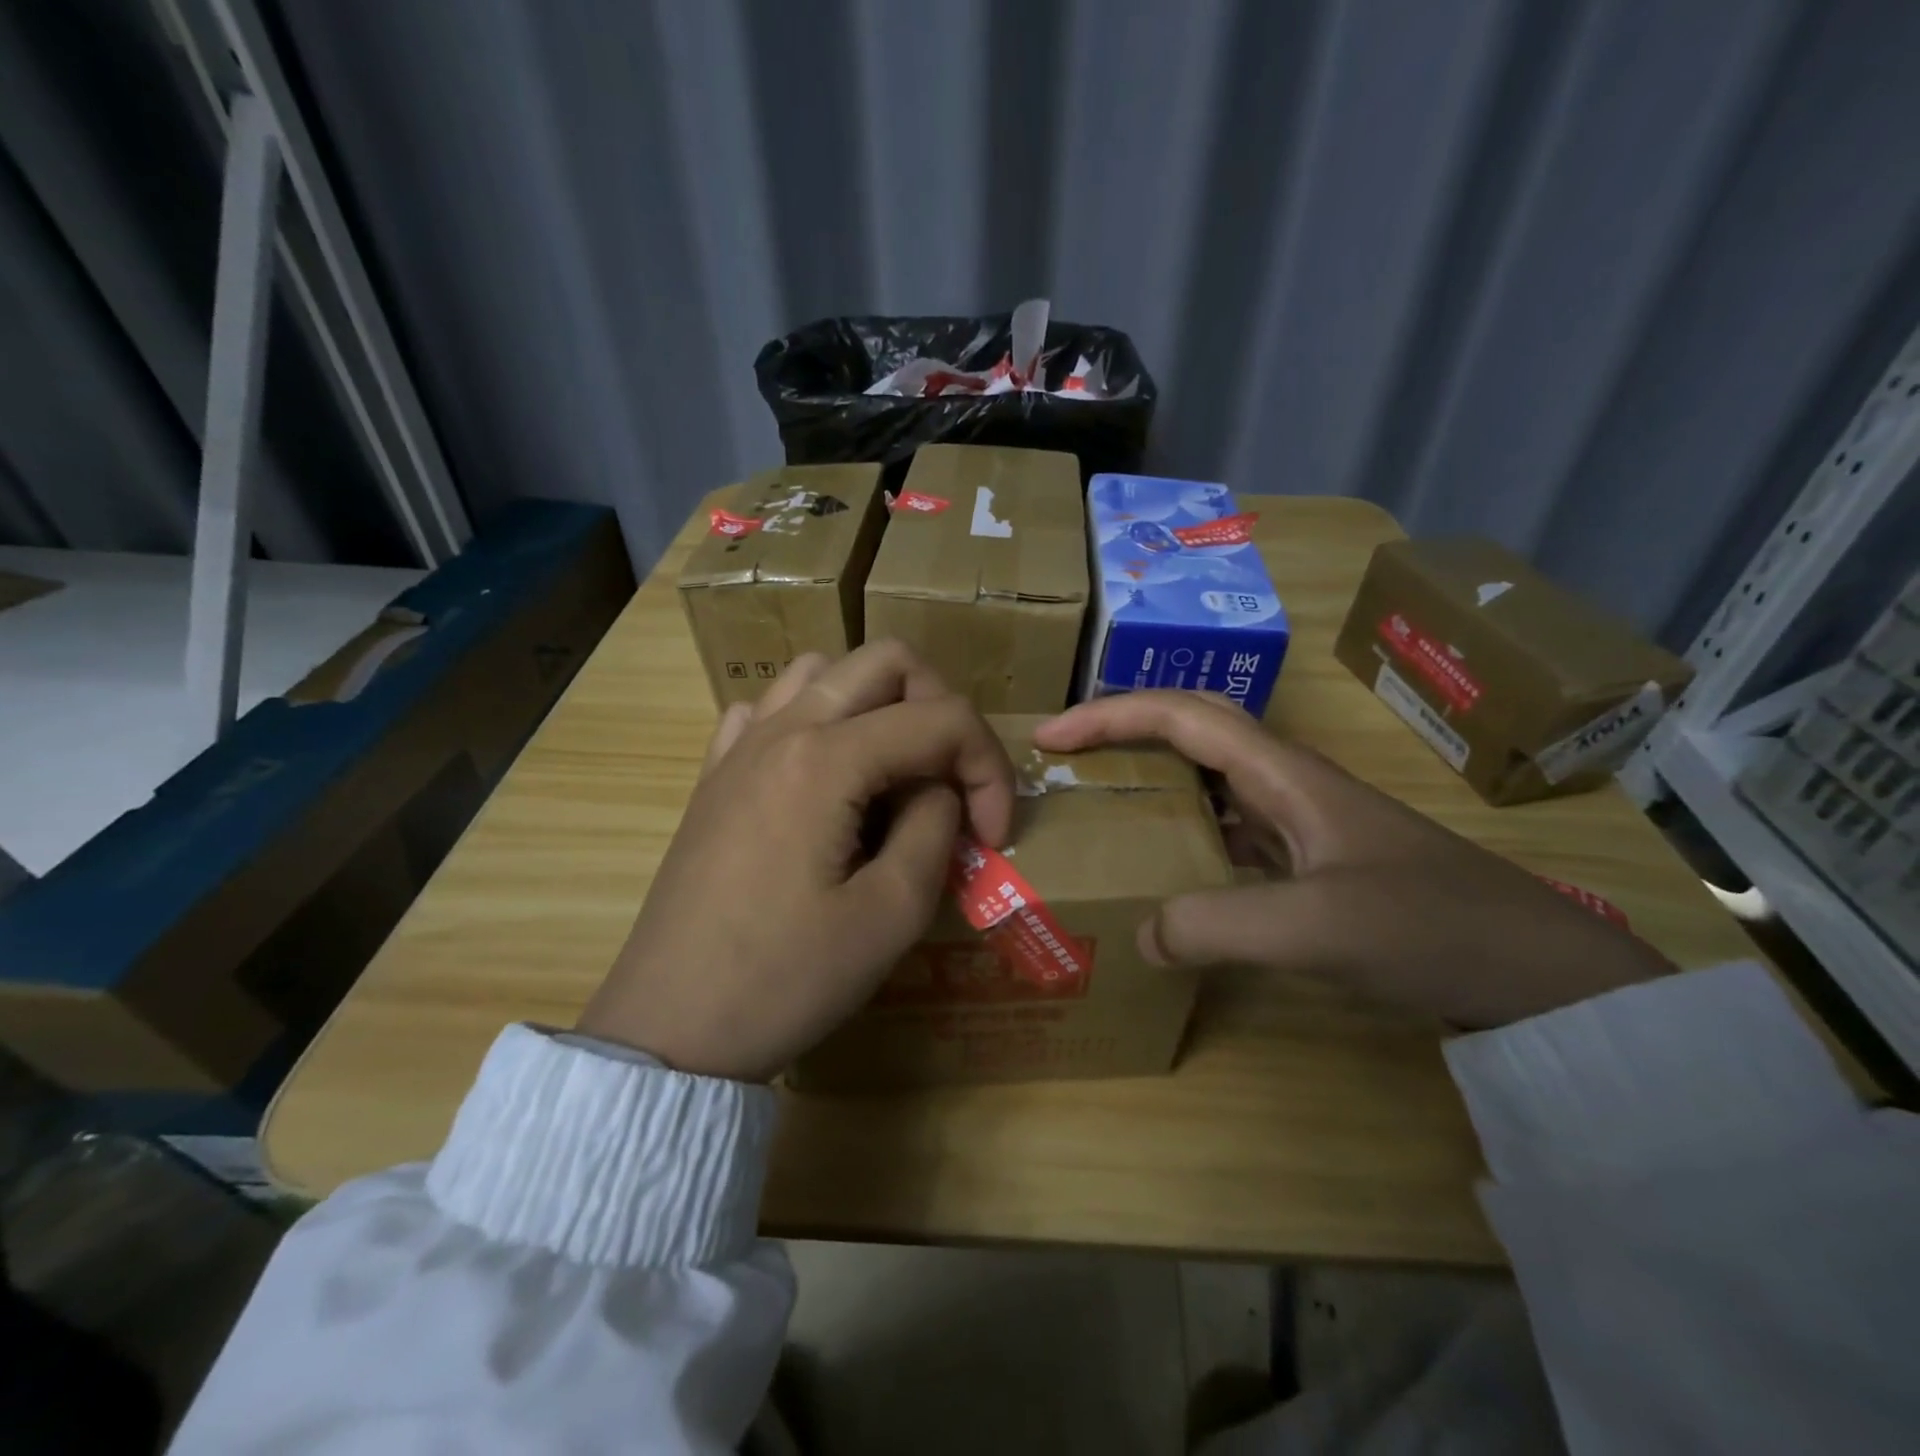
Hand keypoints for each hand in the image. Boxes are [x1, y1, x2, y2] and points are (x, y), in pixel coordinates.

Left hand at [578, 642, 1014, 1079]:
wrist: (670, 1030)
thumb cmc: (784, 980)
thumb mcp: (891, 914)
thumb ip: (934, 828)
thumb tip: (939, 791)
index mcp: (826, 759)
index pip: (941, 719)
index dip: (989, 770)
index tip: (993, 837)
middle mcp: (781, 730)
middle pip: (887, 662)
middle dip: (941, 710)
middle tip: (951, 781)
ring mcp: (739, 747)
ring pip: (825, 672)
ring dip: (878, 705)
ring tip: (892, 773)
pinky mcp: (715, 776)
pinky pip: (771, 709)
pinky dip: (814, 722)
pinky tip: (822, 777)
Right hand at [1033, 692, 1674, 1026]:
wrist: (1541, 975)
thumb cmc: (1432, 928)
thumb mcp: (1316, 925)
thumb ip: (1216, 925)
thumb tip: (1140, 934)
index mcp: (1283, 773)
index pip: (1181, 716)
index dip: (1110, 715)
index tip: (1051, 735)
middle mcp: (1287, 785)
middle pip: (1191, 735)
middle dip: (1122, 736)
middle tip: (1066, 765)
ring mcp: (1303, 825)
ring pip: (1208, 784)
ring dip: (1152, 783)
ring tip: (1100, 809)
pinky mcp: (1313, 863)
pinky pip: (1228, 833)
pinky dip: (1184, 835)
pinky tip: (1167, 871)